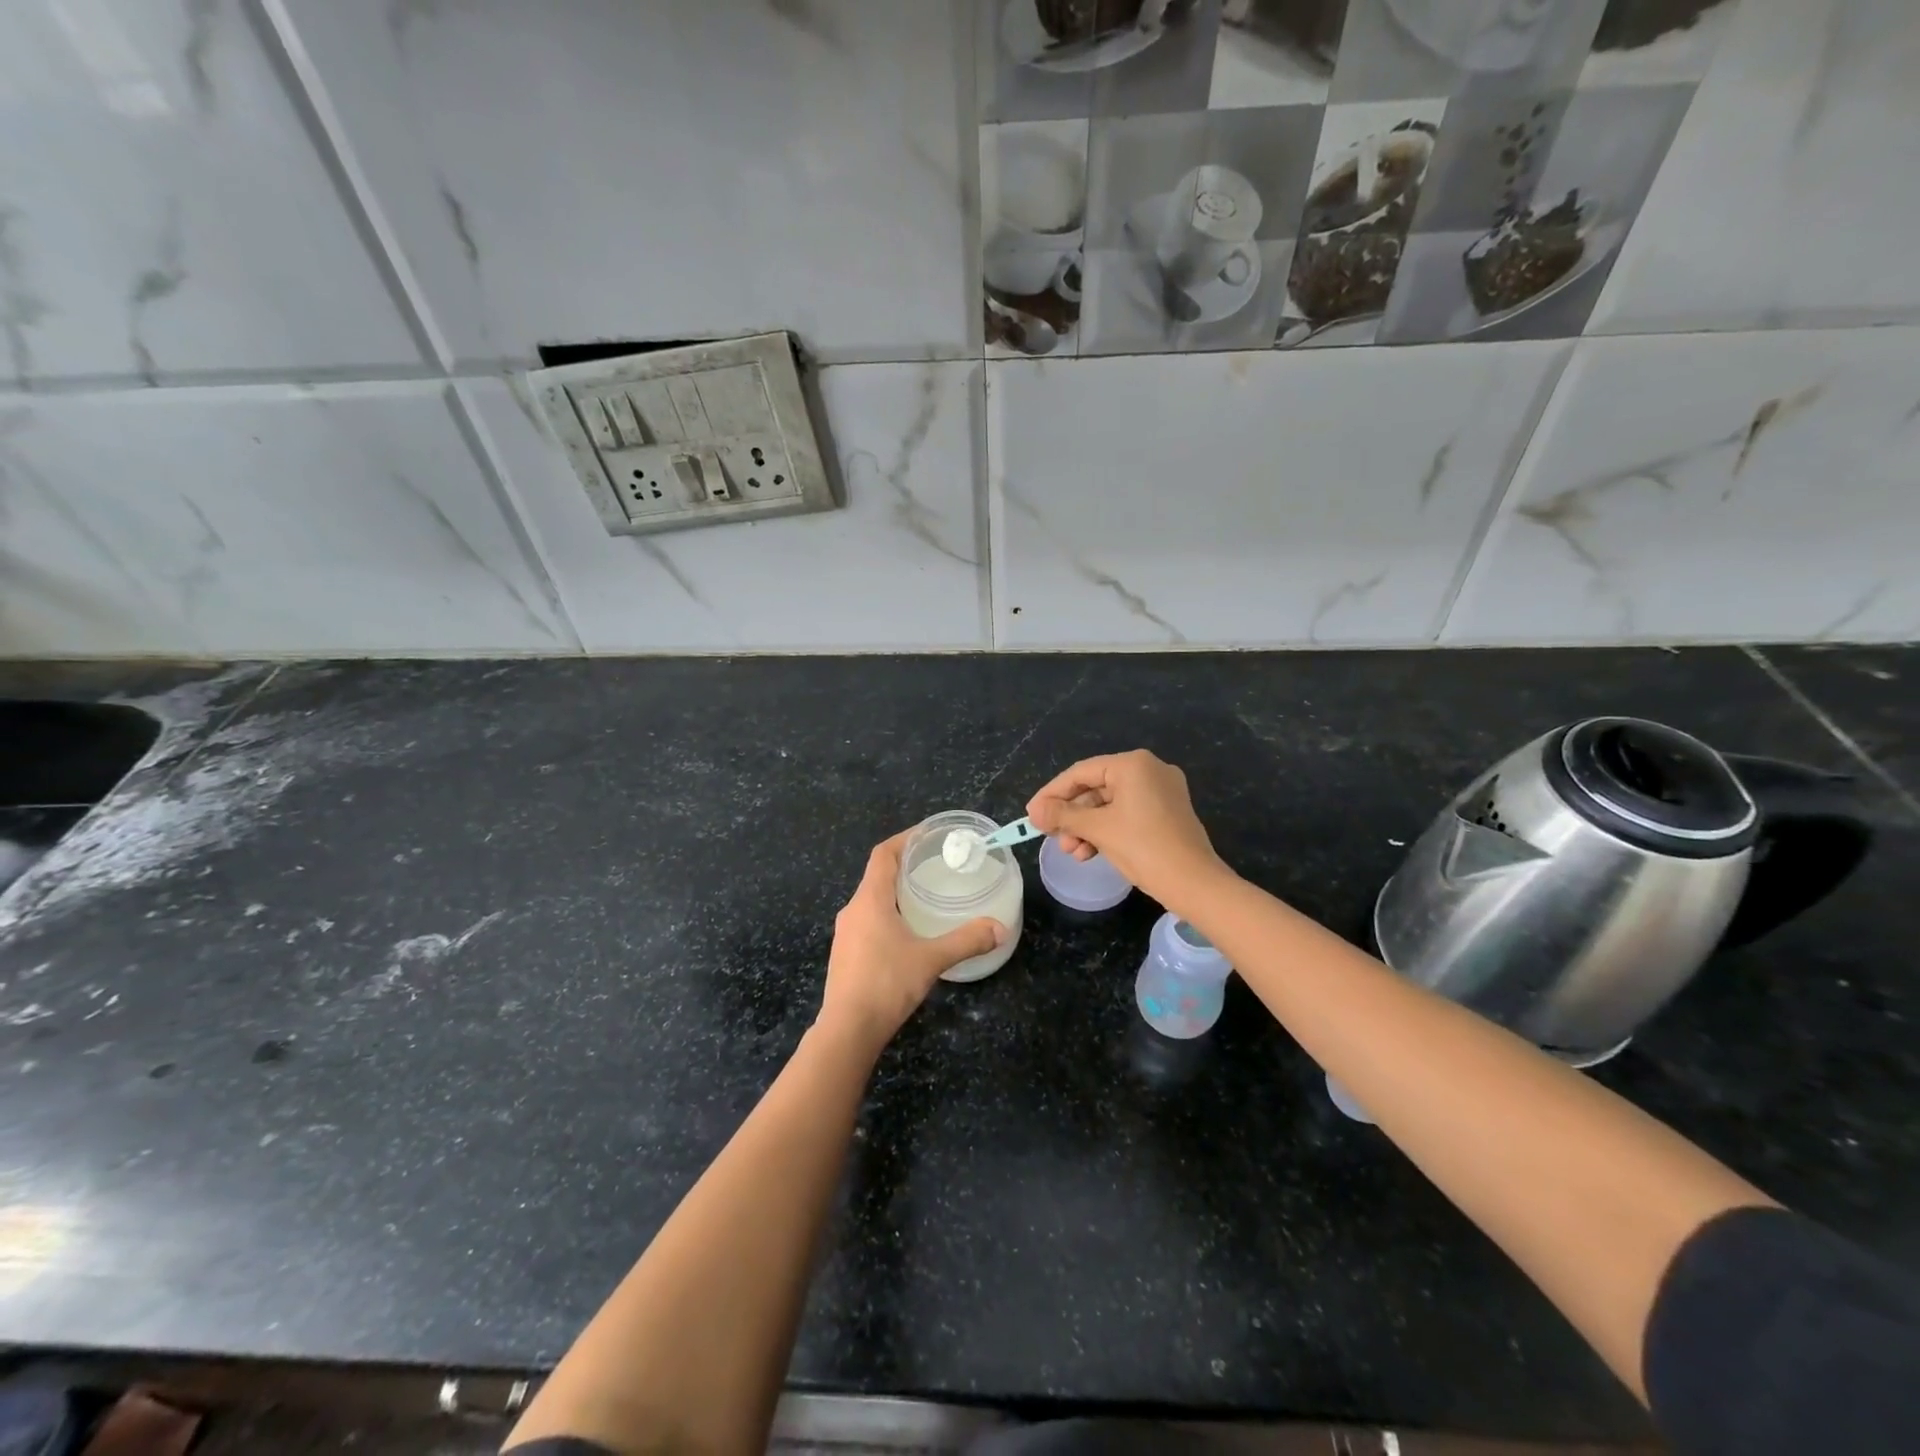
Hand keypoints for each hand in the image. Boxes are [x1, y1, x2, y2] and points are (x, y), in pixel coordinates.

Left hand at [817, 831, 1005, 1051]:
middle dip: (904, 866)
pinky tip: (907, 933)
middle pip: (877, 876)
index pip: (883, 855)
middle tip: (935, 865)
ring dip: (895, 893)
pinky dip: (888, 915)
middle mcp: (853, 910)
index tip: (928, 834)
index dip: (904, 839)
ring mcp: (845, 934)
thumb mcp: (932, 959)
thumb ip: (967, 940)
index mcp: (869, 900)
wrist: (847, 1030)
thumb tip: (999, 929)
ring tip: (925, 897)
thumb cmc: (887, 983)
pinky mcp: (845, 954)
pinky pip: (867, 922)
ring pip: (871, 901)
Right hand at [1027, 750, 1232, 916]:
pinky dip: (1106, 831)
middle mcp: (1149, 770)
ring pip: (1109, 804)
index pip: (1081, 772)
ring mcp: (1161, 792)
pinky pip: (1126, 814)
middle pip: (1095, 788)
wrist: (1195, 884)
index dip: (1052, 793)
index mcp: (1134, 765)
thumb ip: (1063, 815)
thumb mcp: (1098, 829)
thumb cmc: (1144, 848)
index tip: (1032, 814)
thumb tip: (1034, 810)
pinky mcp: (1167, 813)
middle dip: (1071, 815)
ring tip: (1071, 852)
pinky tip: (1089, 852)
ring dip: (1086, 827)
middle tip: (1050, 837)